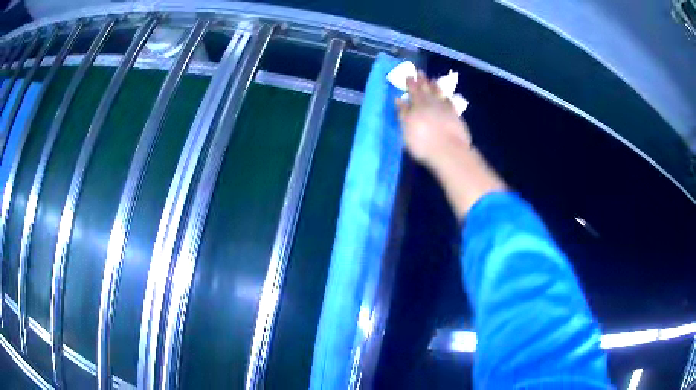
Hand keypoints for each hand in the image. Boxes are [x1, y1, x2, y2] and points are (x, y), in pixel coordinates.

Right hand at [395, 71, 470, 167]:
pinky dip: (446, 97)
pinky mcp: (455, 115)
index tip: (409, 75)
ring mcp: (445, 108)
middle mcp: (431, 102)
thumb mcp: (406, 129)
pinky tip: (446, 96)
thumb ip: (403, 113)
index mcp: (417, 104)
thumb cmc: (423, 142)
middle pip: (426, 89)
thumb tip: (399, 99)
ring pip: (439, 92)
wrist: (449, 150)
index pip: (413, 90)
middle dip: (422, 80)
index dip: (410, 83)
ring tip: (432, 80)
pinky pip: (449, 102)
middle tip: (420, 72)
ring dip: (434, 86)